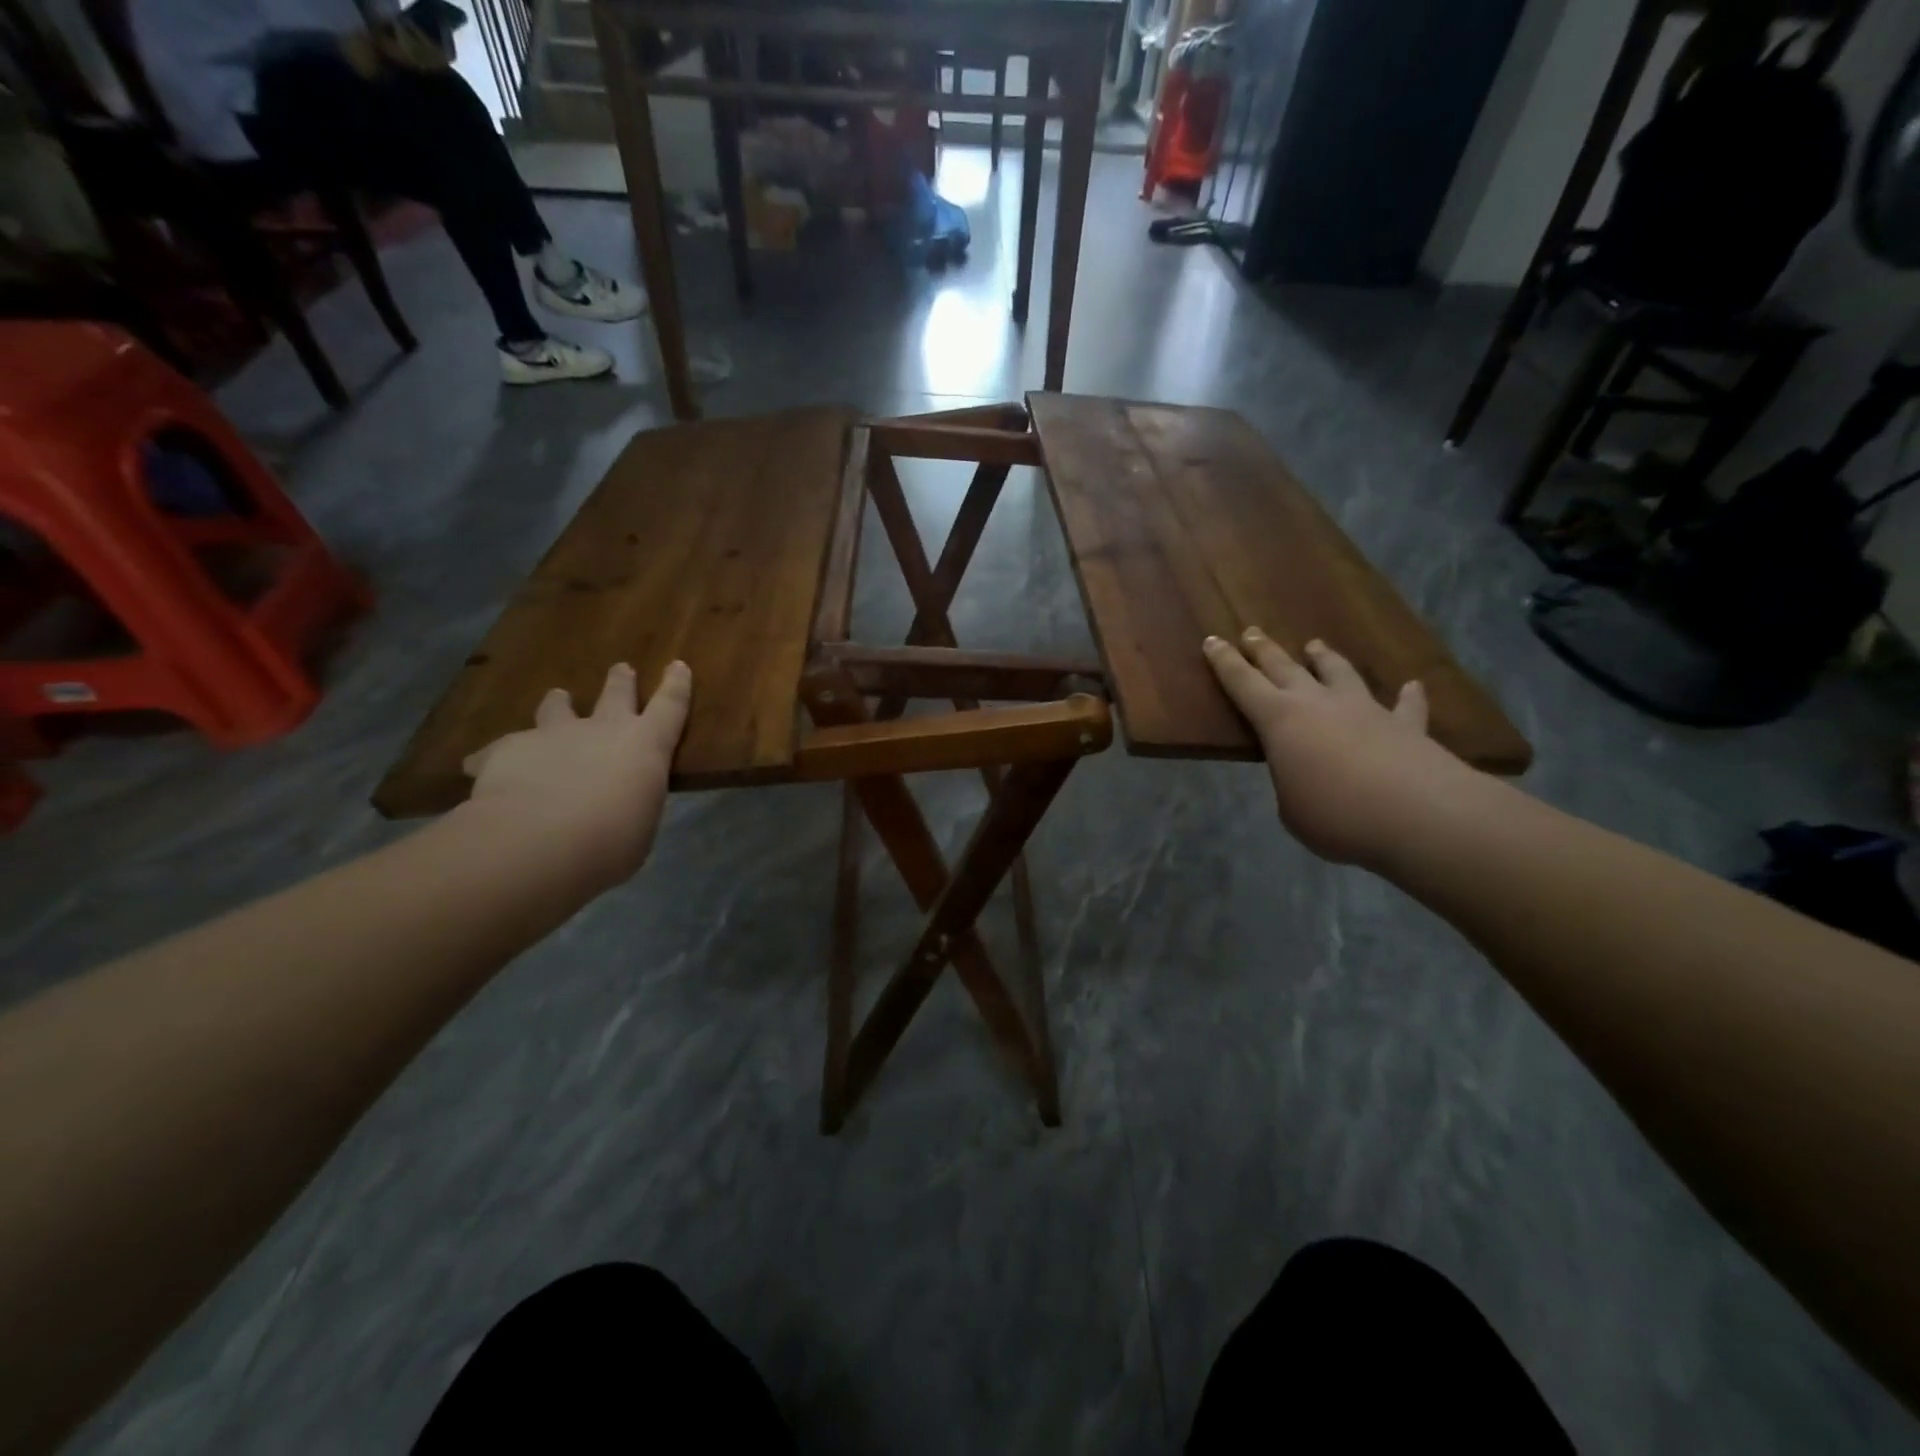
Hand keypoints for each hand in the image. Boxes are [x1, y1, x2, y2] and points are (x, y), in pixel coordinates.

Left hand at [460, 661, 691, 888]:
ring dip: (558, 704)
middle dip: (621, 681)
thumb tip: (619, 807)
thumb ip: (630, 805)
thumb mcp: (638, 826)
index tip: (678, 665)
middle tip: (621, 668)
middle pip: (616, 694)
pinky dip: (496, 757)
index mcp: (646, 745)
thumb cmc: (611, 842)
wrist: (538, 841)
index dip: (676, 685)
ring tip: (557, 698)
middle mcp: (602, 729)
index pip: (671, 706)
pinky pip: (500, 750)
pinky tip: (483, 768)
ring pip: (556, 708)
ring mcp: (554, 734)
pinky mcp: (507, 749)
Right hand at [1203, 629, 1466, 866]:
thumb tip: (1307, 777)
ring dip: (1325, 658)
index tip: (1212, 640)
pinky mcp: (1406, 726)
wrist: (1417, 815)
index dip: (1225, 662)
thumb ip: (1292, 785)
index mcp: (1279, 721)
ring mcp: (1365, 710)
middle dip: (1264, 650)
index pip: (1242, 684)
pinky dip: (1408, 696)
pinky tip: (1413, 686)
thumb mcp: (1292, 809)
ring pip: (1339, 674)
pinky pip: (1405, 706)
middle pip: (1285, 668)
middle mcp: (1319, 704)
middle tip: (1251, 632)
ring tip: (1315, 645)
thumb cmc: (1336, 815)